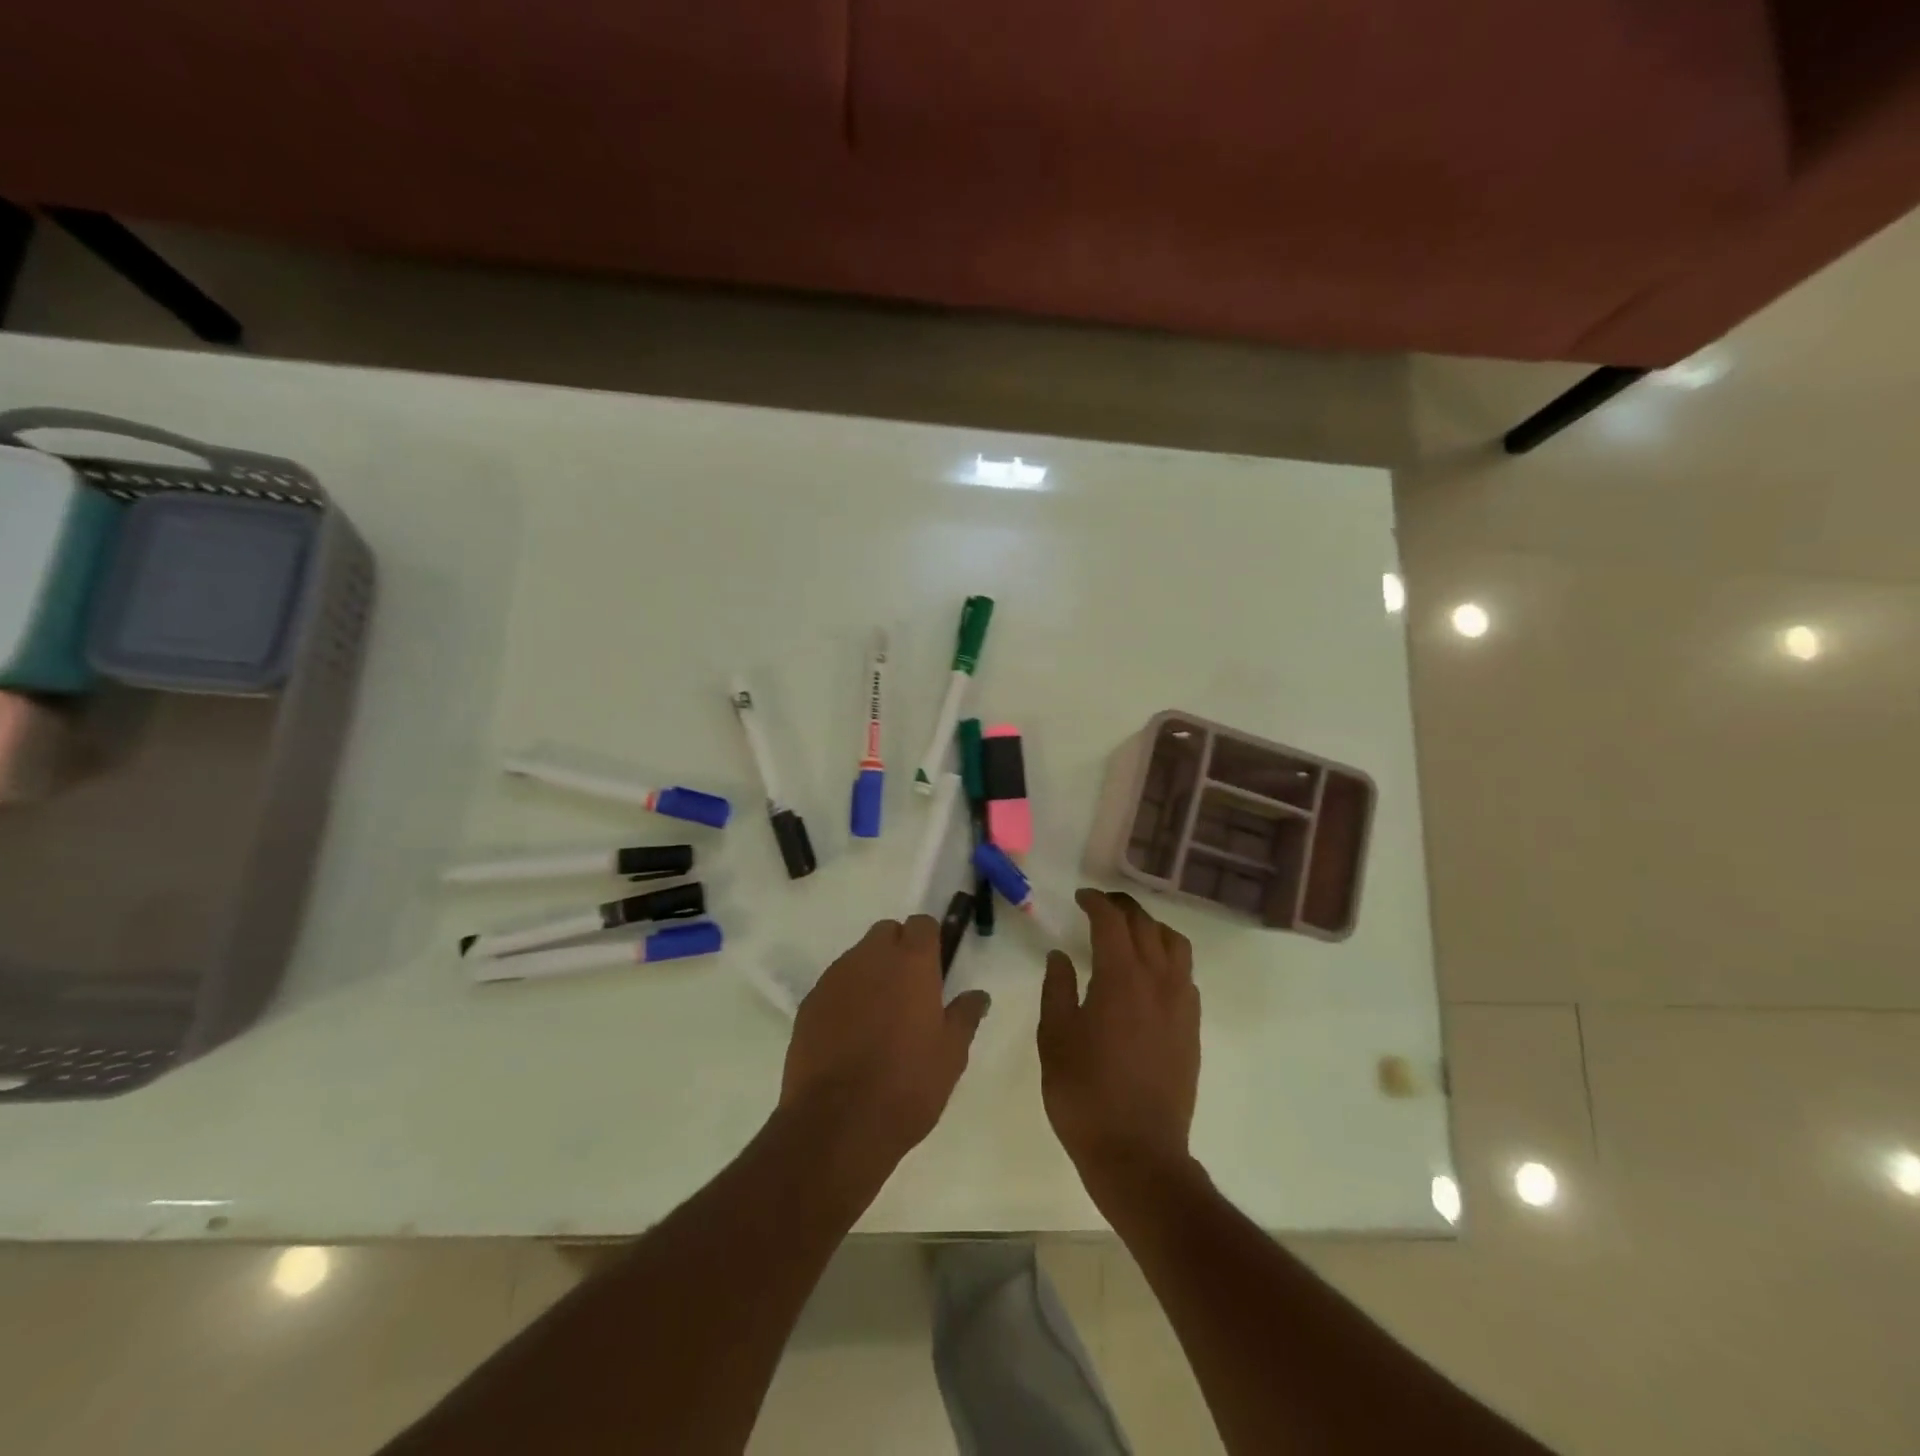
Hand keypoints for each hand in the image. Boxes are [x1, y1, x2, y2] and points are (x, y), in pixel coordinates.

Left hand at [780, 916, 990, 1182]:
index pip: (922, 924)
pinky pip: (834, 985)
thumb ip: (965, 1015)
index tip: (935, 970)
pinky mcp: (809, 1003)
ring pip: (858, 958)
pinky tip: (850, 1035)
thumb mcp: (951, 1054)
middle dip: (898, 950)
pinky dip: (846, 997)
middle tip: (909, 992)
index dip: (930, 942)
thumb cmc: (907, 1084)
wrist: (838, 1124)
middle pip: (886, 933)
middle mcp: (870, 958)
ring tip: (879, 1018)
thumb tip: (978, 995)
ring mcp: (835, 978)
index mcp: (911, 962)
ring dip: (871, 973)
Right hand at [1039, 890, 1200, 1208]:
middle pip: (1146, 925)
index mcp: (1120, 978)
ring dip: (1152, 928)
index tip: (1081, 898)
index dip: (1096, 903)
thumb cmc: (1085, 1094)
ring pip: (1175, 945)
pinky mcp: (1192, 1028)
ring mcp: (1181, 1005)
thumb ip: (1057, 989)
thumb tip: (1060, 955)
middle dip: (1123, 908)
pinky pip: (1186, 975)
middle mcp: (1157, 981)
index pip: (1112, 922)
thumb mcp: (1055, 1038)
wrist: (1138, 1153)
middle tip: (1101, 907)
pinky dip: (1168, 958)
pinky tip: (1150, 973)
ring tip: (1131, 932)